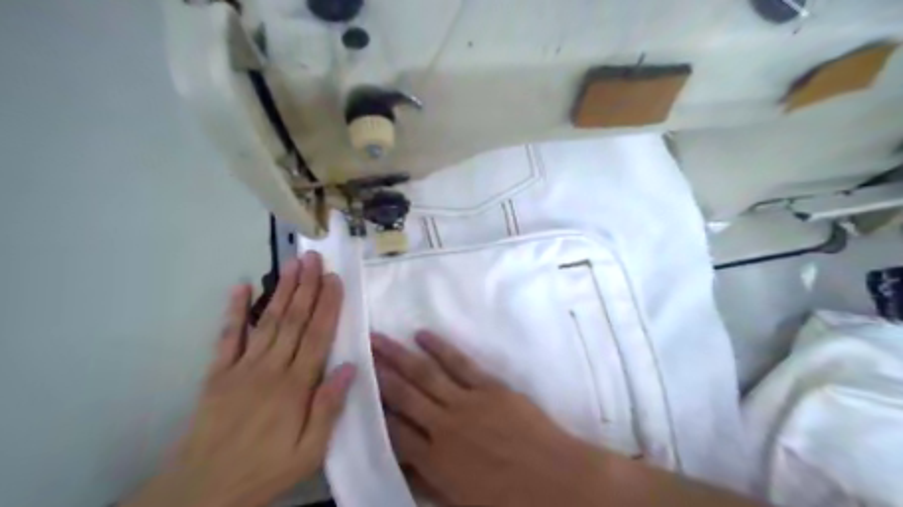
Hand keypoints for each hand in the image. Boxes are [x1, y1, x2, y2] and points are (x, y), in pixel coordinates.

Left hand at [125, 251, 355, 506]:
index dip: (328, 305)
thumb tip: (350, 367)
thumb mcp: (310, 452)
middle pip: (293, 320)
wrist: (201, 492)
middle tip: (313, 257)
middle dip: (306, 287)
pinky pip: (226, 337)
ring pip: (267, 321)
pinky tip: (241, 286)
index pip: (317, 336)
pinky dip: (234, 310)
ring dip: (281, 290)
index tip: (335, 279)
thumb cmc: (266, 470)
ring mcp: (241, 368)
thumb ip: (329, 407)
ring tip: (292, 264)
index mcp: (295, 387)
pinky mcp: (217, 374)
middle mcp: (270, 369)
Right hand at [371, 333, 602, 506]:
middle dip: (379, 374)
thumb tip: (404, 469)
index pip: (395, 432)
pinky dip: (440, 348)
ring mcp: (468, 403)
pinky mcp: (490, 387)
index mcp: (436, 462)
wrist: (559, 483)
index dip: (375, 411)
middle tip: (361, 351)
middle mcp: (444, 427)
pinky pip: (460, 363)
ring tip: (379, 338)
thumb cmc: (512, 502)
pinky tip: (423, 336)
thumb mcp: (462, 504)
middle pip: (404, 395)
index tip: (359, 389)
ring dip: (400, 355)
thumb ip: (430, 485)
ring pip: (426, 374)